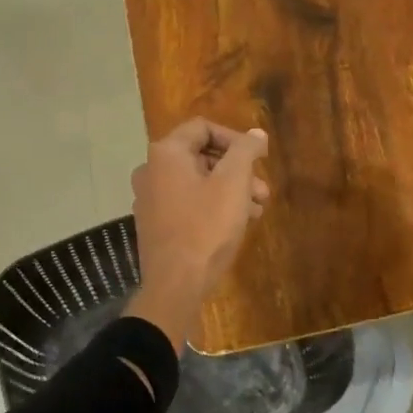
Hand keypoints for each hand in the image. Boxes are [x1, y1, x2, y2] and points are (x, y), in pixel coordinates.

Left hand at [125, 119, 270, 349]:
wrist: (175, 284)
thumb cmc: (206, 227)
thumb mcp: (233, 183)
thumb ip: (246, 151)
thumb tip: (256, 134)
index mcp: (166, 154)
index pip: (203, 128)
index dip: (236, 139)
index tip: (259, 158)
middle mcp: (151, 170)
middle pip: (201, 155)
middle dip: (237, 169)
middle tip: (263, 190)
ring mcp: (150, 199)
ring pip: (198, 181)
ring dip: (230, 189)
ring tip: (257, 209)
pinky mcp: (155, 224)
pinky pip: (188, 202)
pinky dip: (213, 205)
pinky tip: (237, 224)